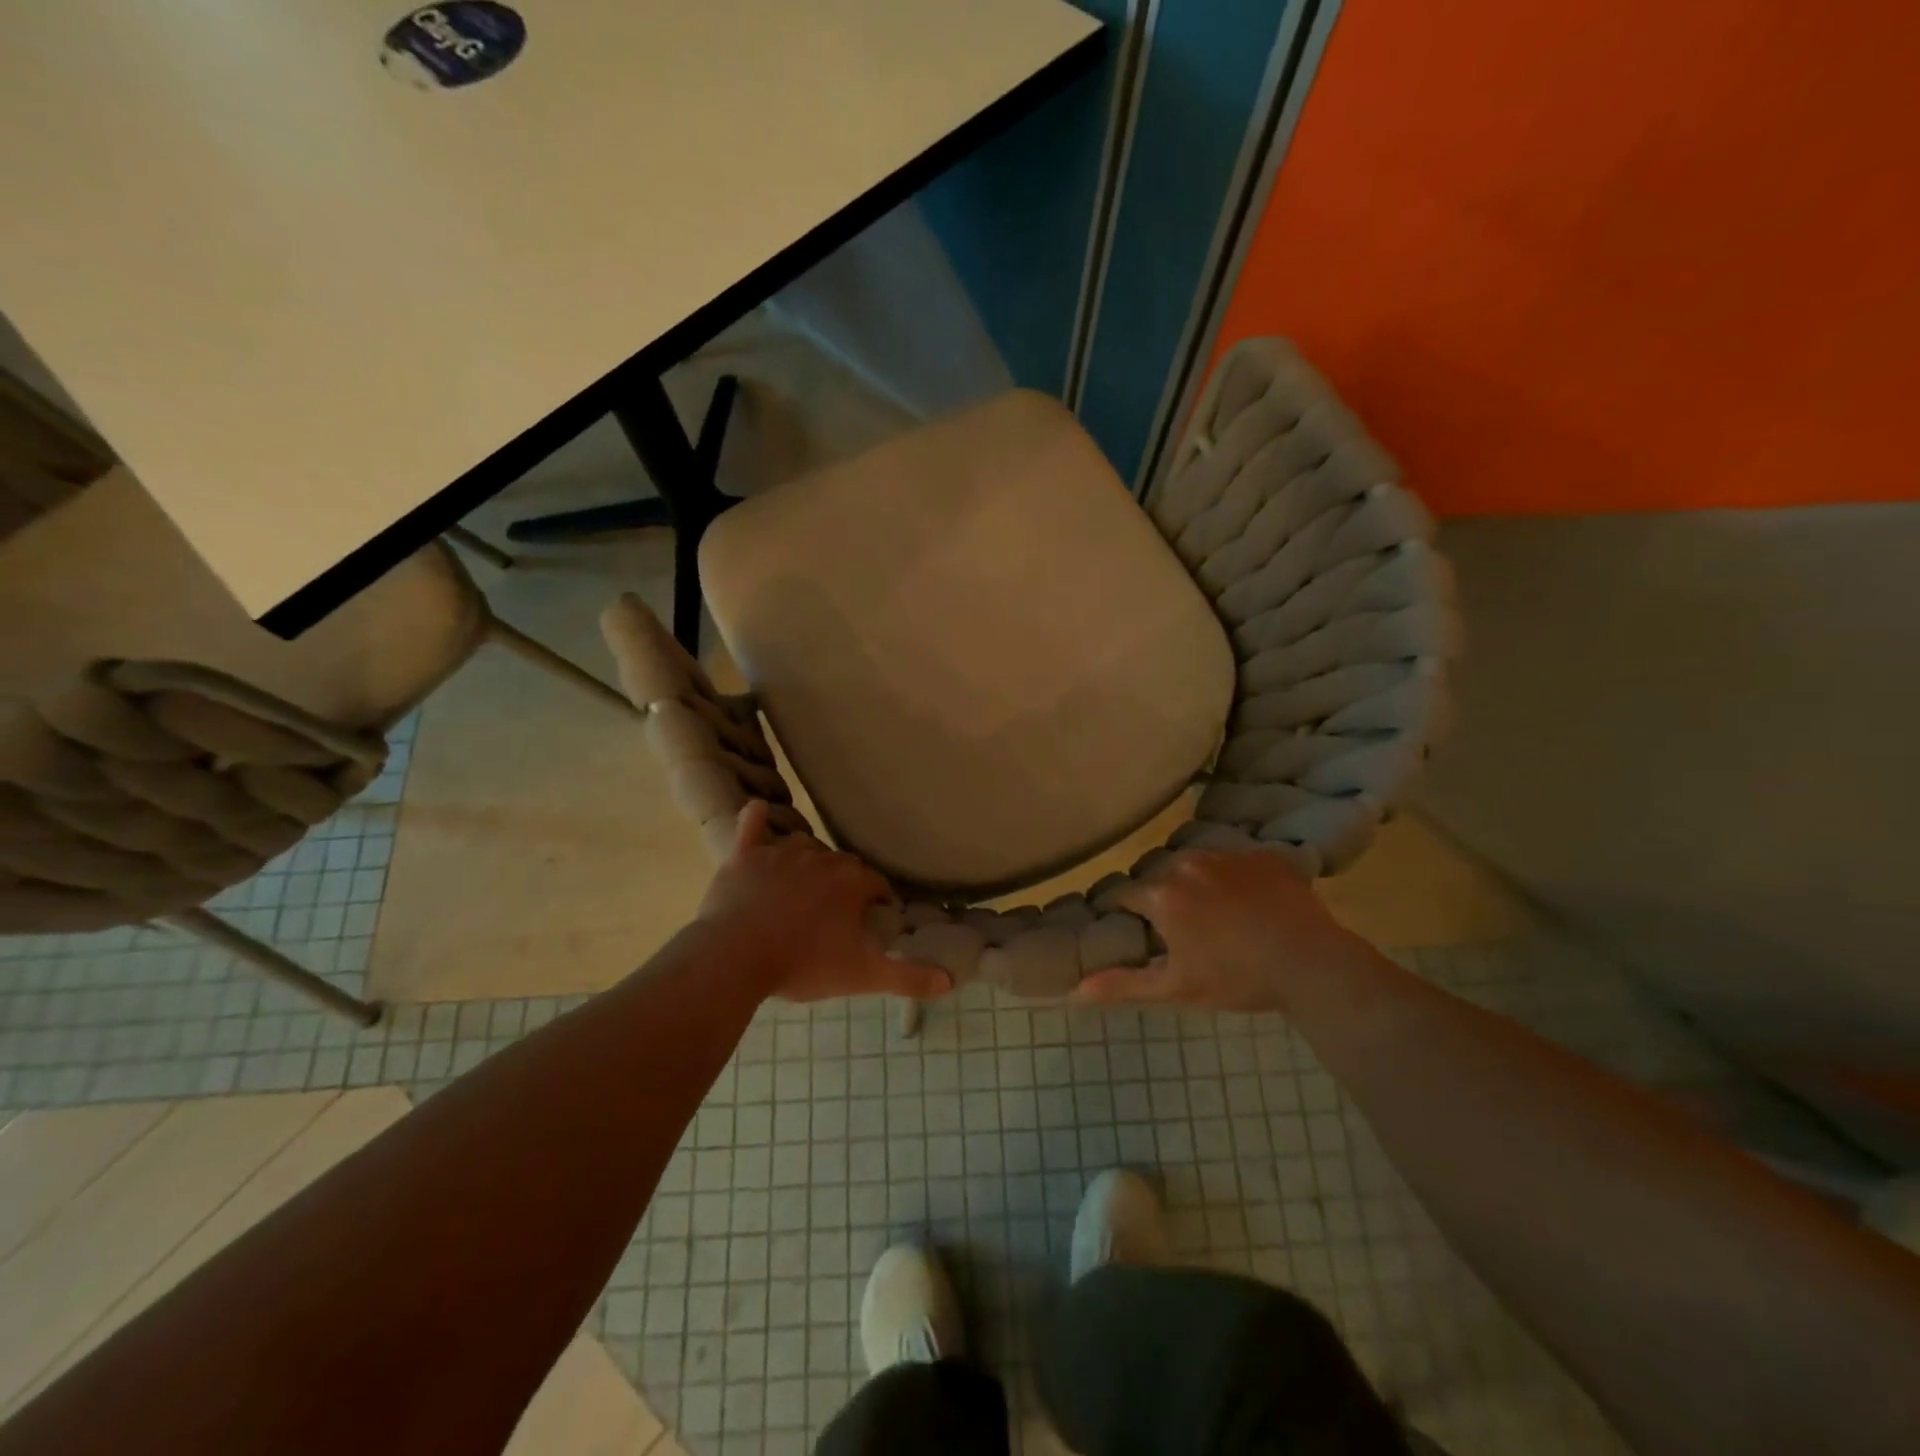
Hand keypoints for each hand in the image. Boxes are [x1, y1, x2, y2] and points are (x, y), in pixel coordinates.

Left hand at [697, 801, 949, 1003]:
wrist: (735, 957)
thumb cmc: (804, 963)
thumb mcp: (863, 975)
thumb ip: (908, 977)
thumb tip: (950, 980)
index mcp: (851, 881)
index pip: (877, 883)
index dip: (878, 901)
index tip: (874, 920)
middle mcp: (821, 857)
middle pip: (842, 864)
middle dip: (844, 883)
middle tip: (836, 914)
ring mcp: (779, 853)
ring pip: (802, 846)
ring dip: (808, 861)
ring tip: (802, 888)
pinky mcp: (744, 856)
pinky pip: (751, 825)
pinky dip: (755, 820)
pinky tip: (757, 813)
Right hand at [1073, 847, 1364, 1012]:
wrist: (1313, 965)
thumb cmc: (1237, 979)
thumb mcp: (1176, 989)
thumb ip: (1123, 985)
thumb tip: (1074, 991)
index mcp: (1162, 893)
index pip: (1124, 894)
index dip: (1124, 912)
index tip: (1133, 929)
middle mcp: (1188, 862)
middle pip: (1158, 873)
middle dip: (1161, 895)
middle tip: (1179, 928)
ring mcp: (1228, 854)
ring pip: (1194, 862)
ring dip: (1194, 881)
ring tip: (1215, 912)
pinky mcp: (1262, 854)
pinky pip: (1234, 859)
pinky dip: (1233, 876)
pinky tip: (1249, 902)